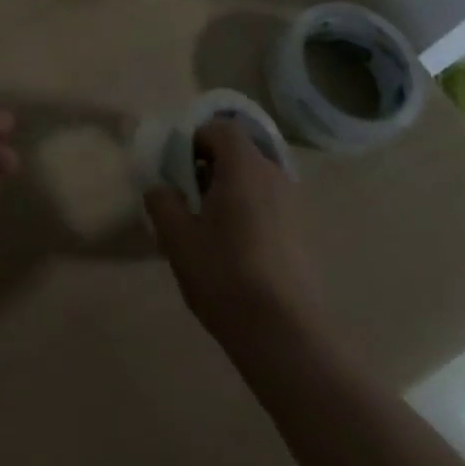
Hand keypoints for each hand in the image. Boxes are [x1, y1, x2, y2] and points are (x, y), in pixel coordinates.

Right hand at [144, 119, 327, 355]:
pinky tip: (236, 252)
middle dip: (211, 167)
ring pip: (255, 181)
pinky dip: (250, 214)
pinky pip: (270, 206)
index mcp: (244, 166)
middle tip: (189, 200)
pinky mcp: (303, 236)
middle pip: (239, 153)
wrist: (287, 337)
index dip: (195, 140)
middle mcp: (274, 175)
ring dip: (231, 192)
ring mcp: (294, 206)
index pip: (220, 128)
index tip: (178, 169)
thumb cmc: (226, 275)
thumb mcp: (177, 237)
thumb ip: (163, 202)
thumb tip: (161, 188)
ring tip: (210, 230)